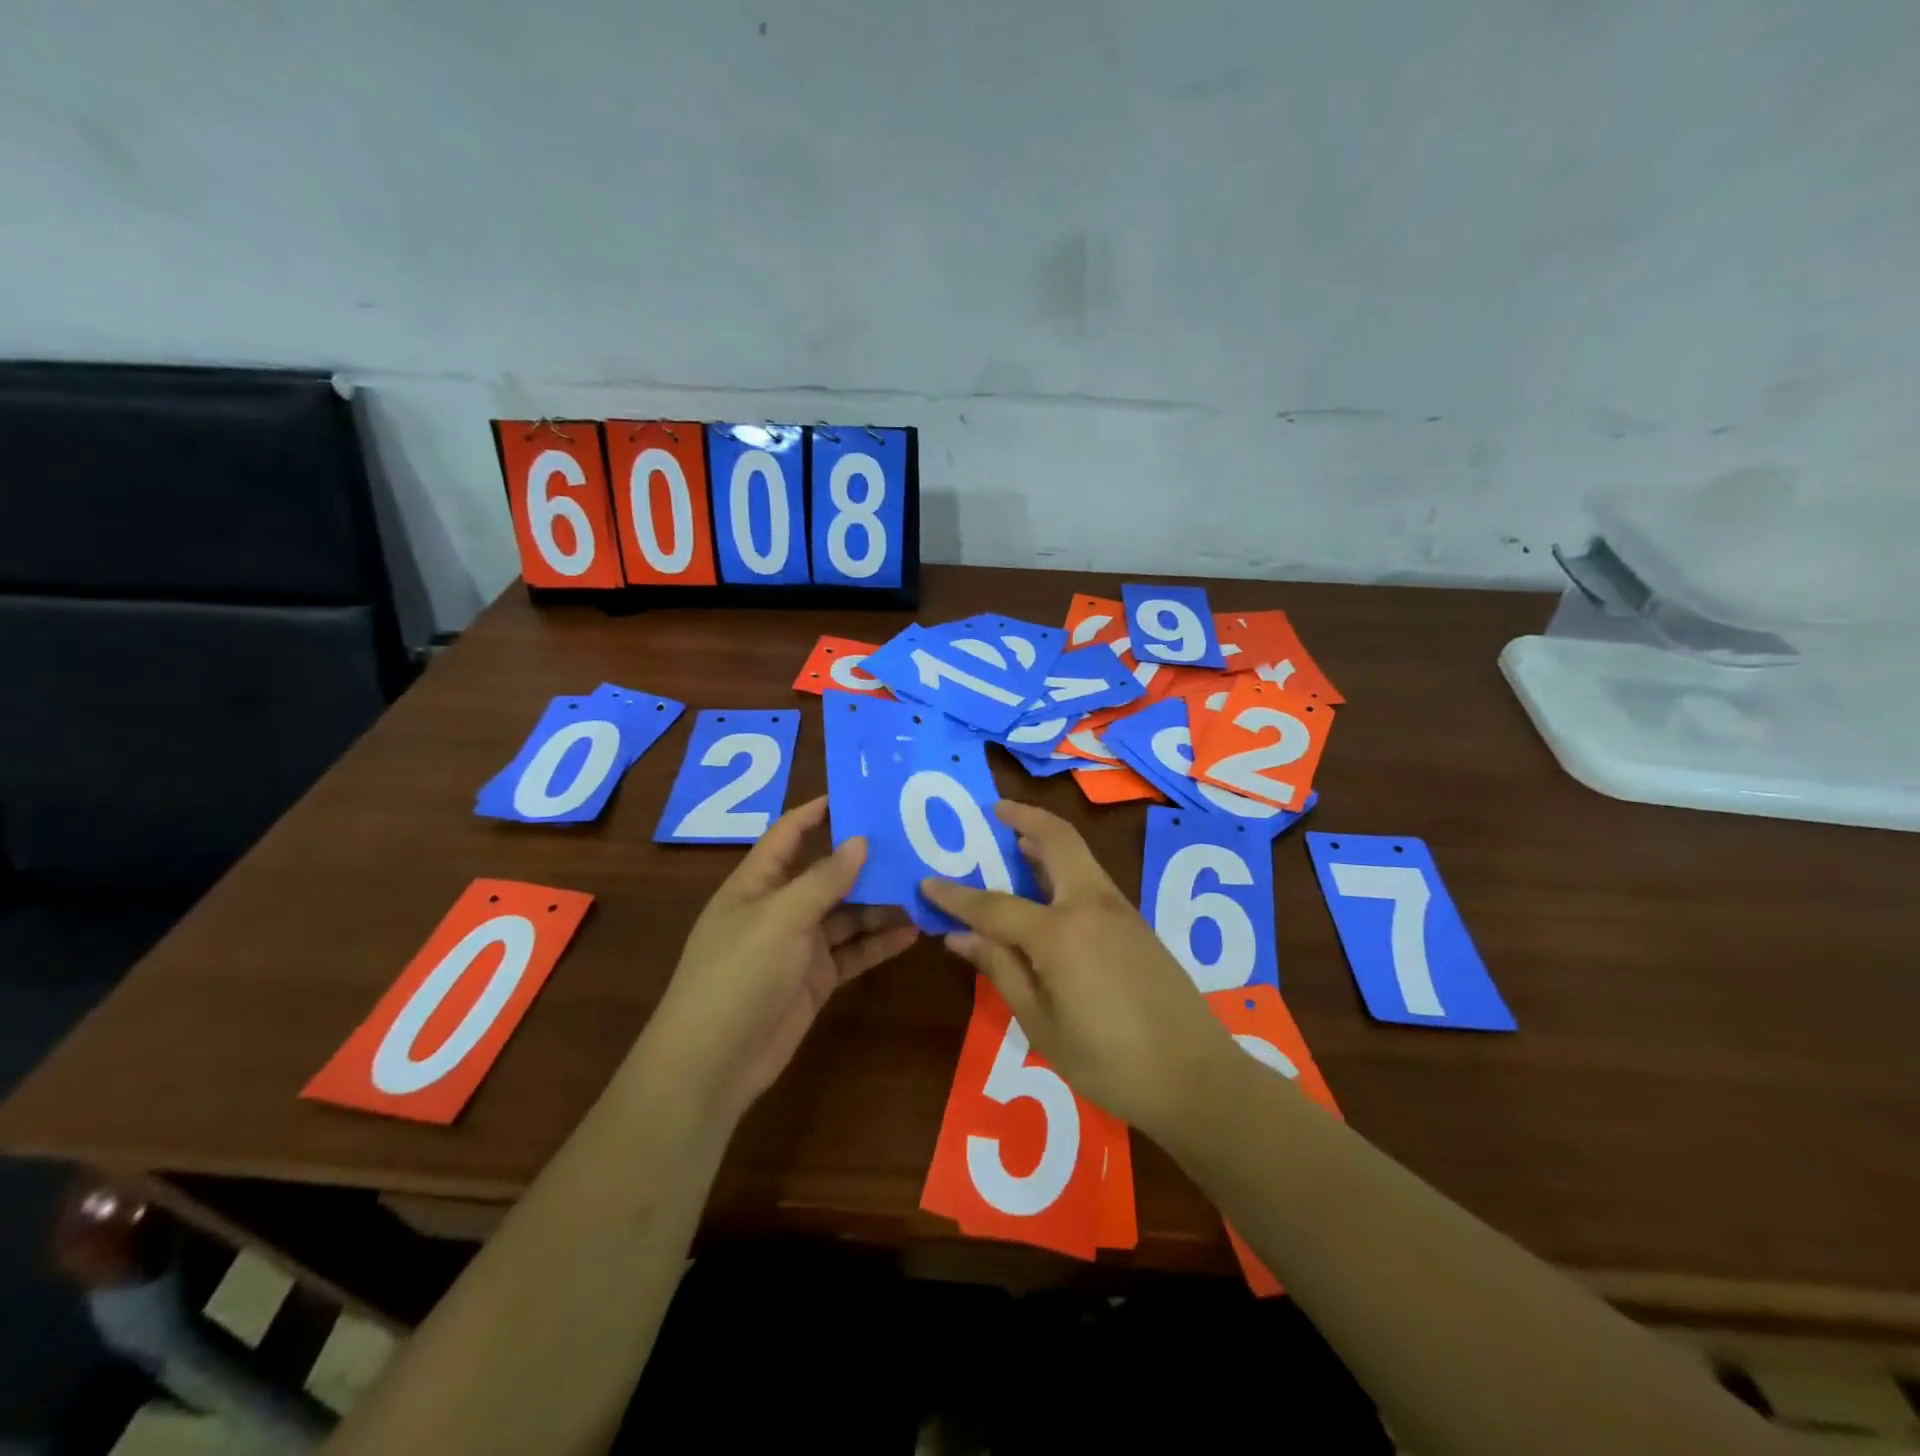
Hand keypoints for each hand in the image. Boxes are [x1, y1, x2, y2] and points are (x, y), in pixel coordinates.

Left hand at [638, 797, 918, 1124]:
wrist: (713, 1062)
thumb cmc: (739, 973)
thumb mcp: (782, 917)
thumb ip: (824, 879)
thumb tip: (860, 840)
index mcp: (757, 883)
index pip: (789, 834)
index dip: (818, 812)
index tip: (859, 793)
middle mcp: (779, 908)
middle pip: (826, 874)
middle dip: (865, 861)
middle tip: (912, 842)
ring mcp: (798, 946)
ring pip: (846, 915)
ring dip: (880, 904)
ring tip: (923, 887)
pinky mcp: (815, 979)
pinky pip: (853, 952)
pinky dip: (879, 943)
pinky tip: (913, 933)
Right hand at [920, 801, 1233, 1139]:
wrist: (1196, 1076)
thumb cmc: (1109, 1061)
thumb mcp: (1041, 1024)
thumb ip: (1000, 970)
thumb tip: (958, 936)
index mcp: (1060, 932)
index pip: (994, 905)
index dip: (956, 896)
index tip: (926, 882)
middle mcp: (1090, 905)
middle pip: (1056, 840)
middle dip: (1024, 817)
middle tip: (995, 810)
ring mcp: (1119, 909)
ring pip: (1079, 853)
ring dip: (1046, 838)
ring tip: (1016, 838)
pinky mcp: (1136, 922)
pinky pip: (1091, 876)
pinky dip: (1065, 864)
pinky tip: (1049, 885)